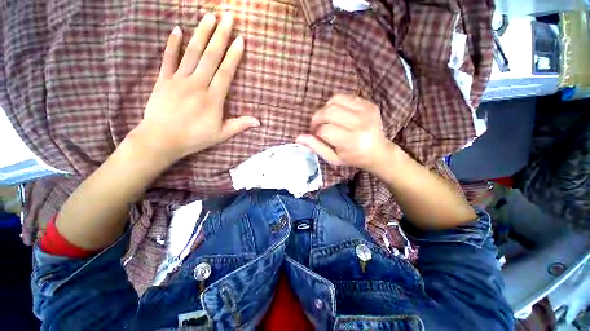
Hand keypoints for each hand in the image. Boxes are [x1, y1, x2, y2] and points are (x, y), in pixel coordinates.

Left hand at [132, 13, 258, 161]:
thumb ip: (240, 125)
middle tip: (228, 17)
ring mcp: (178, 80)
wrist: (161, 139)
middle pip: (210, 57)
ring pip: (192, 53)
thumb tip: (258, 122)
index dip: (234, 56)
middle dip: (220, 36)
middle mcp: (197, 84)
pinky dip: (172, 44)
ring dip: (202, 34)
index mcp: (213, 98)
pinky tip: (177, 29)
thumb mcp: (221, 134)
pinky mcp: (163, 80)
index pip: (226, 72)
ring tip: (209, 17)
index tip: (240, 40)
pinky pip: (168, 58)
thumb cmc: (194, 138)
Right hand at [296, 94, 393, 171]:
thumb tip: (298, 137)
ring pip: (334, 101)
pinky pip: (344, 97)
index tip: (315, 135)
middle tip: (316, 126)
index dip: (316, 131)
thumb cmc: (353, 158)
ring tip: (326, 119)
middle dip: (317, 118)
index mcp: (351, 141)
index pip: (325, 130)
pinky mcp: (368, 104)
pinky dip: (335, 103)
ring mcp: (366, 111)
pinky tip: (336, 113)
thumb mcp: (333, 158)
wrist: (378, 151)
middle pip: (329, 112)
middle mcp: (360, 124)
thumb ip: (316, 147)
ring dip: (324, 109)